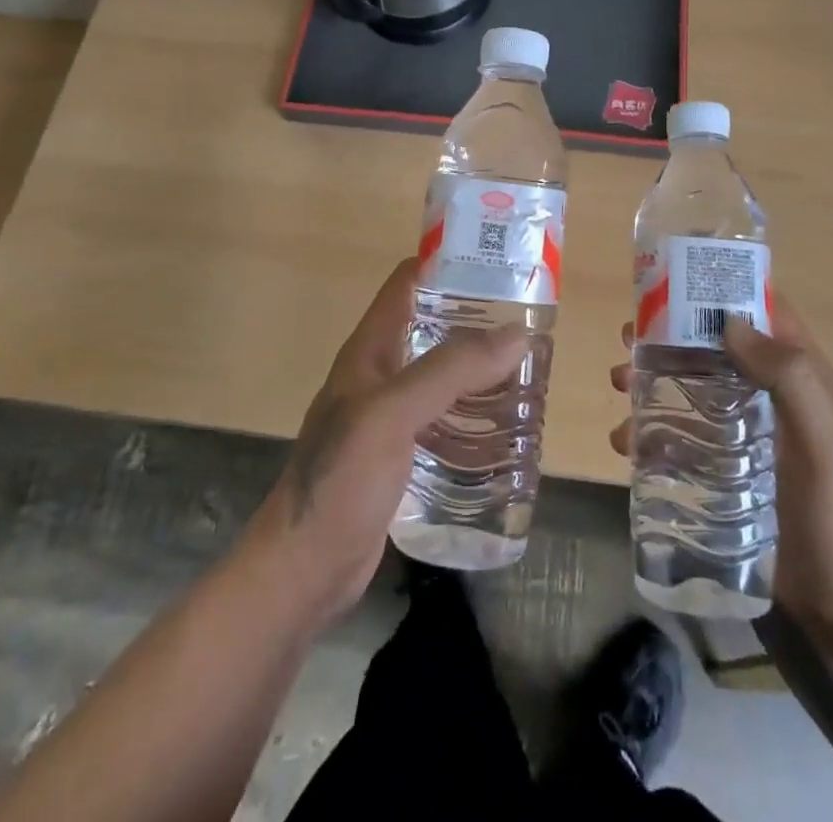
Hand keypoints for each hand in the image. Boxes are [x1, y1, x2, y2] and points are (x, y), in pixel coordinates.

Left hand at [244, 258, 529, 629]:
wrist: (303, 572)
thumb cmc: (340, 481)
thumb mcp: (392, 415)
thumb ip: (450, 372)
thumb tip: (516, 333)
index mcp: (369, 350)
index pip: (408, 284)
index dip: (447, 264)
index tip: (498, 261)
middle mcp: (380, 375)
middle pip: (433, 329)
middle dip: (477, 321)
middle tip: (530, 323)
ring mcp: (390, 418)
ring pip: (443, 377)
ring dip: (481, 371)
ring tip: (530, 371)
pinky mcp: (403, 456)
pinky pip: (445, 421)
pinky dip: (475, 415)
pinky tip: (507, 428)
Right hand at [610, 294, 832, 643]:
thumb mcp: (825, 439)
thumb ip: (789, 377)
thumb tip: (728, 322)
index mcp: (798, 373)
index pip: (760, 309)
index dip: (720, 287)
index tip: (670, 280)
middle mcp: (769, 392)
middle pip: (712, 345)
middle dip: (668, 336)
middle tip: (627, 338)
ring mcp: (745, 431)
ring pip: (690, 387)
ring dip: (652, 379)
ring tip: (619, 386)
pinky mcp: (724, 468)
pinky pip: (680, 435)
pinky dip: (650, 430)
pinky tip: (626, 444)